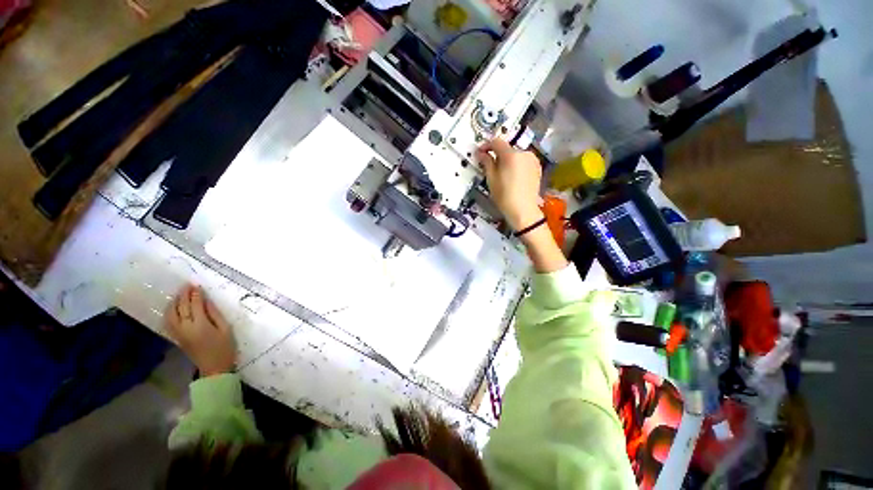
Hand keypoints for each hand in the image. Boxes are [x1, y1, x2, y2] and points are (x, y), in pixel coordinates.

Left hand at [167, 284, 236, 375]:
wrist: (214, 368)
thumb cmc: (225, 348)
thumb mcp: (225, 329)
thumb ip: (215, 314)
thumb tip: (207, 301)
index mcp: (200, 325)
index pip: (195, 305)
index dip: (195, 294)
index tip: (196, 285)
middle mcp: (186, 328)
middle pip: (181, 308)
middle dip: (183, 295)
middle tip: (186, 285)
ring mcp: (179, 333)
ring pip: (171, 315)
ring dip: (174, 303)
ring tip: (179, 294)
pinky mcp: (177, 338)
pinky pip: (169, 322)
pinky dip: (170, 312)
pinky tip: (173, 308)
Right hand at [476, 138, 542, 230]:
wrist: (523, 210)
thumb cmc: (504, 195)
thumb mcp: (491, 179)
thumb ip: (486, 162)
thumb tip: (481, 153)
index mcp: (511, 155)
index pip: (496, 142)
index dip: (486, 146)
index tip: (480, 153)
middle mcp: (524, 153)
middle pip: (507, 149)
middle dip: (497, 155)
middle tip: (490, 167)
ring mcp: (533, 160)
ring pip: (516, 156)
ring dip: (508, 160)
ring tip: (502, 174)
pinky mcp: (538, 168)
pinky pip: (524, 162)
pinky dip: (517, 165)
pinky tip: (513, 178)